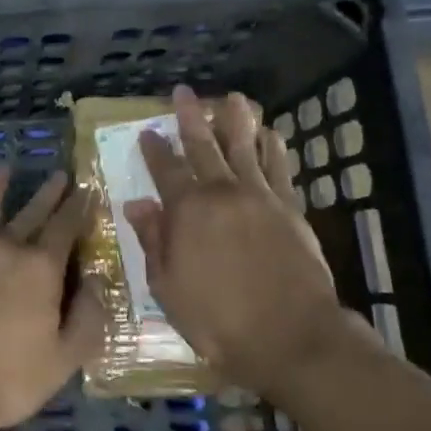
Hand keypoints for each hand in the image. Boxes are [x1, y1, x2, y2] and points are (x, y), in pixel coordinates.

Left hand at [0, 167, 102, 430]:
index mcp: (41, 267)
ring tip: (3, 167)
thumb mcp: (65, 356)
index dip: (79, 208)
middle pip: (31, 213)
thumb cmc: (11, 376)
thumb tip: (96, 280)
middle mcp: (6, 248)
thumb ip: (88, 316)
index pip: (66, 227)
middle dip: (48, 193)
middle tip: (59, 174)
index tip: (88, 190)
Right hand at [125, 84, 375, 400]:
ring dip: (237, 121)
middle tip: (184, 93)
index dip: (154, 149)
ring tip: (234, 97)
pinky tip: (272, 135)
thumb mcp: (169, 288)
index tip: (148, 131)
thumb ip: (154, 241)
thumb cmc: (220, 321)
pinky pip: (280, 169)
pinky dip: (274, 149)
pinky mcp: (290, 209)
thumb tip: (137, 204)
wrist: (293, 337)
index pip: (166, 170)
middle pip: (203, 146)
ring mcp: (260, 197)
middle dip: (191, 118)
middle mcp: (222, 193)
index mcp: (188, 211)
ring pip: (245, 148)